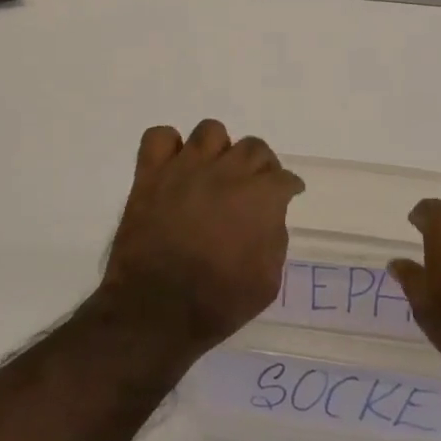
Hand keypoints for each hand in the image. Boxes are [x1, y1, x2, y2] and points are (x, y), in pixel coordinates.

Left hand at [98, 120, 304, 353]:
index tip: (288, 193)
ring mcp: (185, 168)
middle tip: (253, 185)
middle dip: (260, 165)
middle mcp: (226, 172)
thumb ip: (274, 239)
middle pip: (253, 147)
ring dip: (219, 149)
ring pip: (210, 131)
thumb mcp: (267, 281)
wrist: (157, 309)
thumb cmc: (218, 302)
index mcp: (260, 197)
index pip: (284, 178)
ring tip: (214, 170)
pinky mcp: (151, 174)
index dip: (289, 187)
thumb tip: (268, 217)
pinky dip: (169, 146)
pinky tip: (175, 165)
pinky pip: (160, 137)